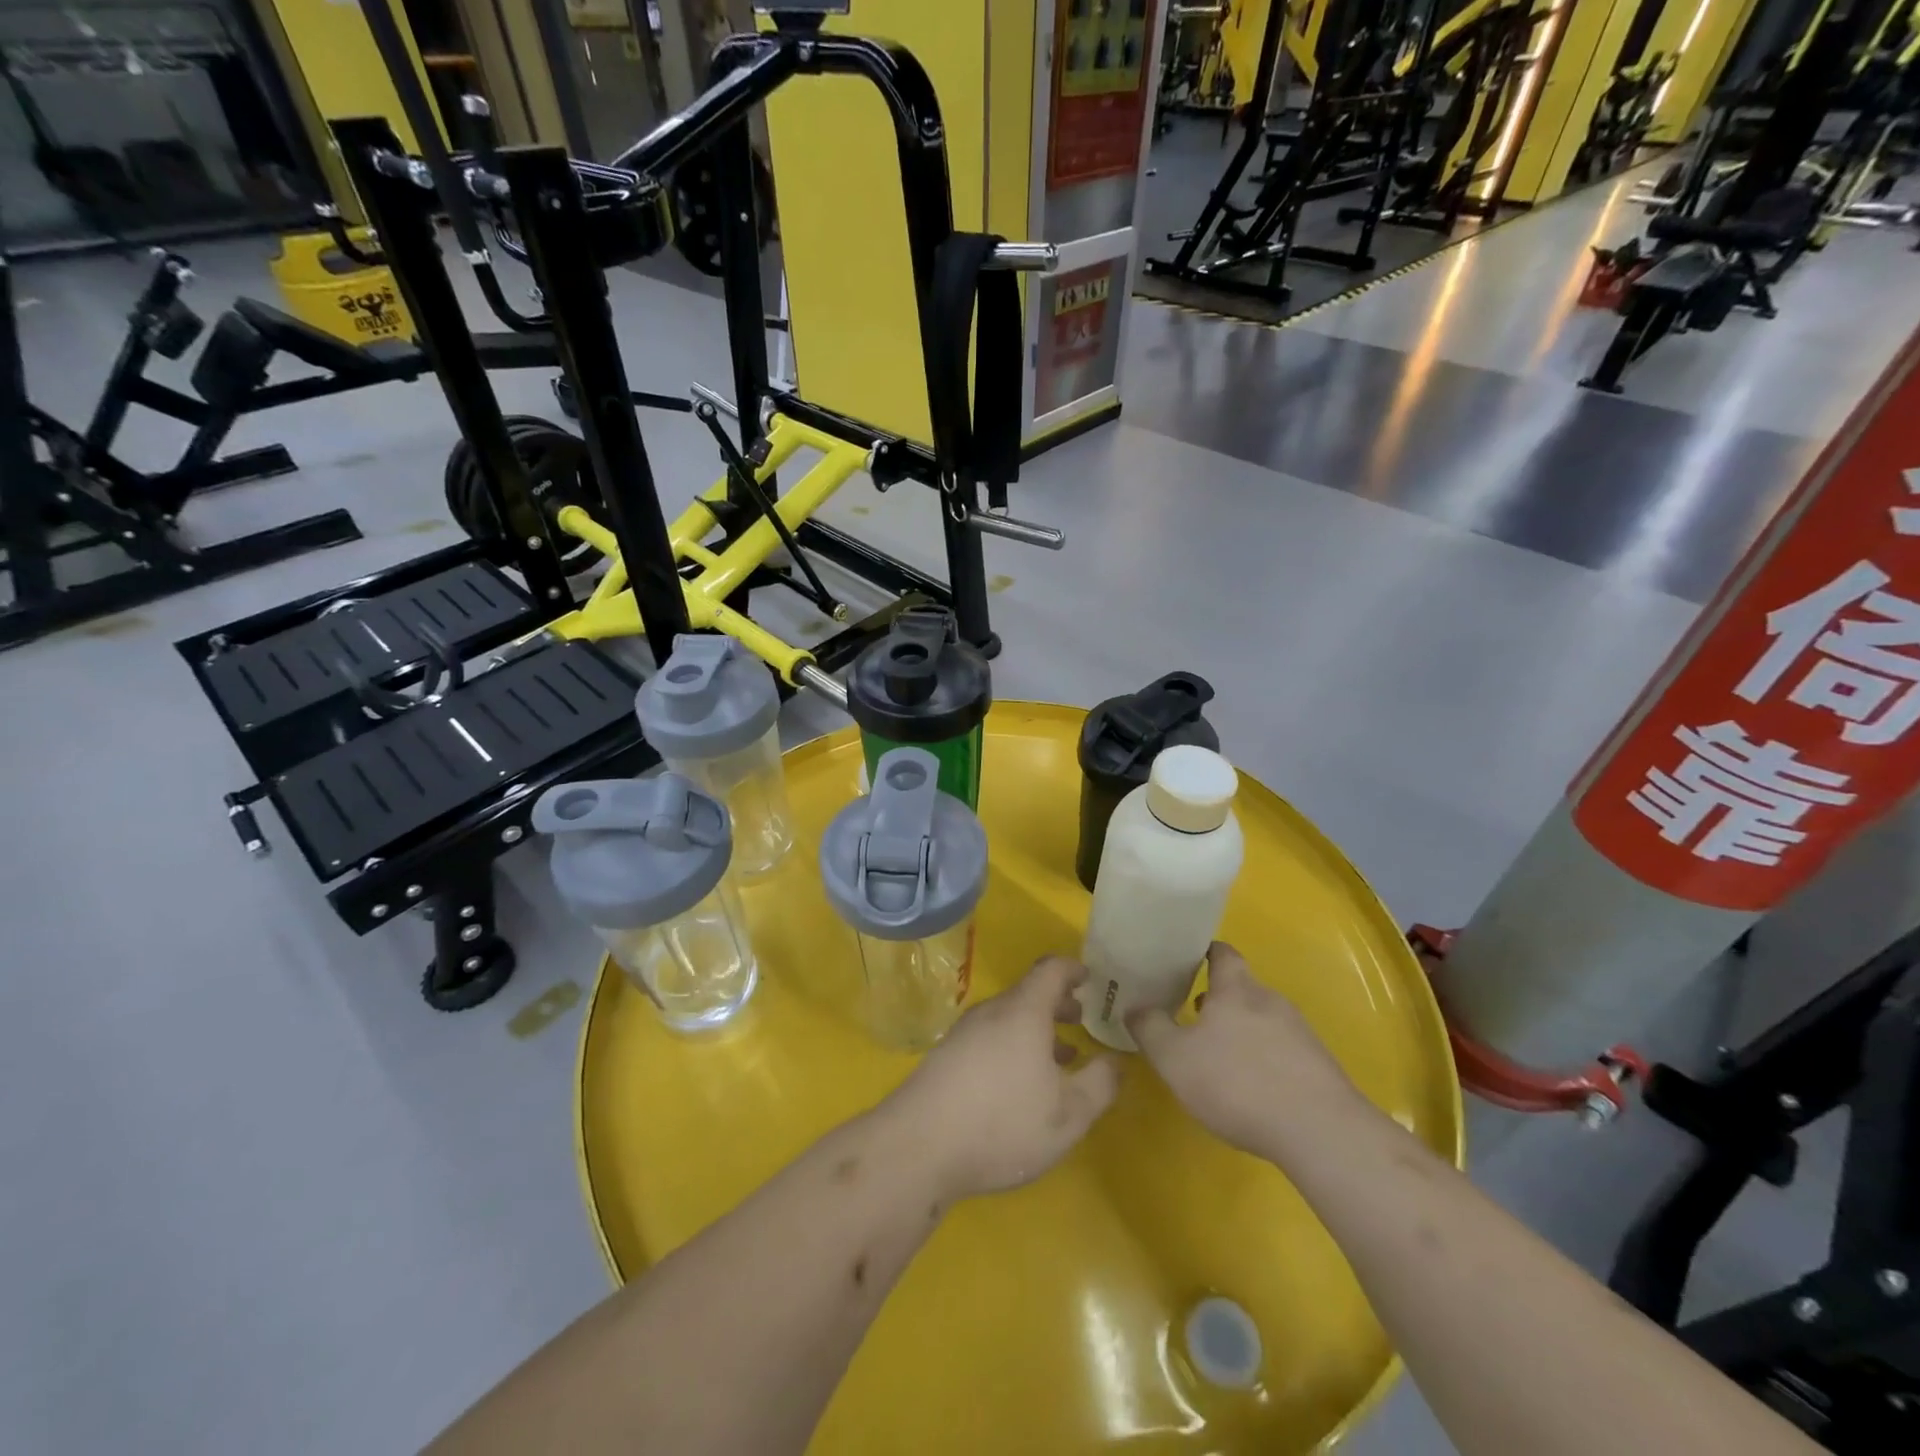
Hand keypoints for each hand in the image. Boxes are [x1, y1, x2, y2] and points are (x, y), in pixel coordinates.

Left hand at [883, 955, 1119, 1201]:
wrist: (918, 1147)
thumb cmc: (1003, 1124)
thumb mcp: (1069, 1114)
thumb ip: (1101, 1084)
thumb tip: (1117, 1061)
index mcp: (1023, 1011)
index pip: (1051, 970)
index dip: (1074, 970)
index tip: (1093, 980)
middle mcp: (992, 1012)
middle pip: (1029, 994)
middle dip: (1058, 1004)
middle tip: (1083, 1021)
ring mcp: (964, 1033)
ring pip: (1008, 1019)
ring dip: (1036, 1030)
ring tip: (1060, 1060)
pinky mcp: (946, 1057)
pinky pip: (989, 1038)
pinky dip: (1013, 1046)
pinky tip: (1019, 1085)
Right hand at [1126, 941, 1363, 1162]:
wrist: (1320, 1132)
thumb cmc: (1237, 1083)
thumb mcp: (1174, 1058)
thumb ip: (1149, 1028)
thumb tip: (1133, 1007)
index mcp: (1236, 989)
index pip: (1222, 953)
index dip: (1204, 952)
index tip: (1185, 960)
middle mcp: (1270, 1001)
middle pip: (1242, 989)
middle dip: (1218, 1000)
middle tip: (1192, 1016)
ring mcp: (1300, 1033)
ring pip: (1262, 1021)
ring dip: (1241, 1032)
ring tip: (1219, 1057)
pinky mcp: (1319, 1067)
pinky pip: (1283, 1051)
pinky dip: (1264, 1059)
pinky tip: (1252, 1088)